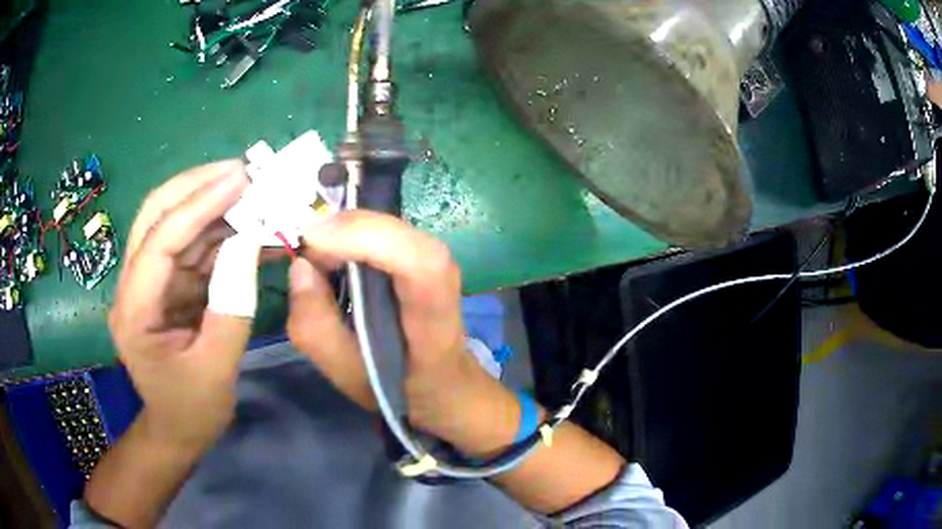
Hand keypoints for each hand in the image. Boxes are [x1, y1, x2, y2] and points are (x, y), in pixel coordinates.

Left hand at [108, 160, 254, 450]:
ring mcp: (152, 282)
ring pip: (176, 224)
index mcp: (134, 311)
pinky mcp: (170, 285)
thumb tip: (250, 242)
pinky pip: (194, 247)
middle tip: (244, 170)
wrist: (178, 430)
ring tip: (255, 190)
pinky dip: (223, 233)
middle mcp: (135, 285)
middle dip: (197, 186)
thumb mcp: (216, 368)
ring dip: (215, 204)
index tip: (240, 178)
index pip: (159, 241)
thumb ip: (232, 306)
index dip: (197, 205)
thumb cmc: (192, 409)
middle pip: (156, 215)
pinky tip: (252, 227)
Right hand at [287, 211, 489, 441]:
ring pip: (388, 224)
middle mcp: (444, 279)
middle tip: (306, 257)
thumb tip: (300, 267)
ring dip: (344, 232)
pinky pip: (381, 229)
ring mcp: (435, 259)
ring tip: (317, 261)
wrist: (443, 382)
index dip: (368, 239)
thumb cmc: (399, 386)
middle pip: (399, 233)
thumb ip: (318, 331)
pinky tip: (333, 256)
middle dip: (342, 233)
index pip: (421, 264)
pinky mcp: (419, 251)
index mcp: (435, 322)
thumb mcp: (349, 376)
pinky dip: (350, 233)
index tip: (314, 242)